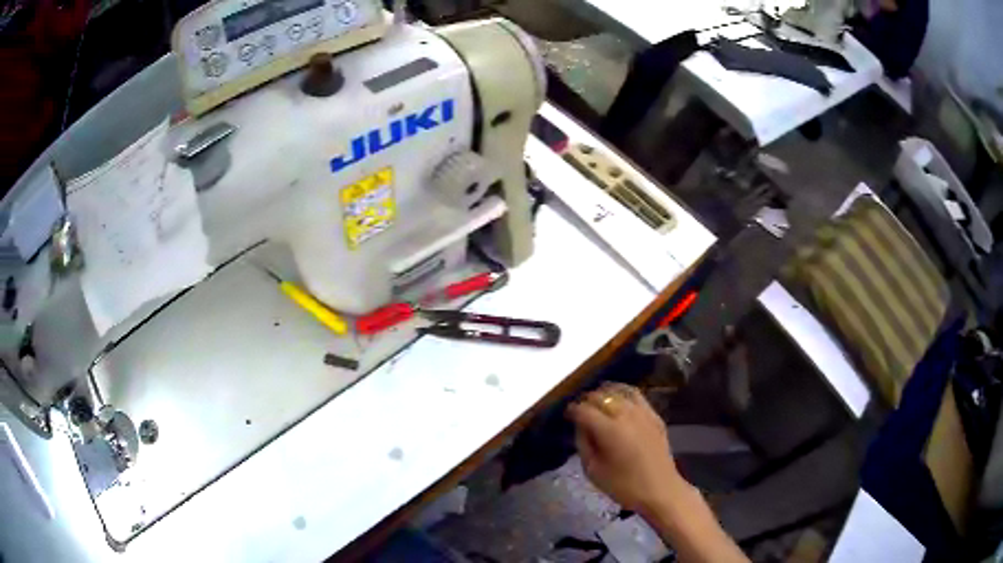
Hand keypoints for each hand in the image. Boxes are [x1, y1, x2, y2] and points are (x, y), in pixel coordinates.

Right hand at [566, 383, 684, 512]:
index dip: (571, 410)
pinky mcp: (654, 415)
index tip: (566, 416)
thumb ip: (583, 443)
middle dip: (585, 400)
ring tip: (596, 400)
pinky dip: (623, 393)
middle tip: (579, 410)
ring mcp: (643, 412)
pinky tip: (618, 400)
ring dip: (604, 393)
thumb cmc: (623, 485)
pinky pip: (636, 395)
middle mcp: (625, 414)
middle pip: (600, 396)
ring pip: (619, 390)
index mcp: (608, 429)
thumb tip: (579, 426)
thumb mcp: (593, 470)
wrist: (660, 490)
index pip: (583, 409)